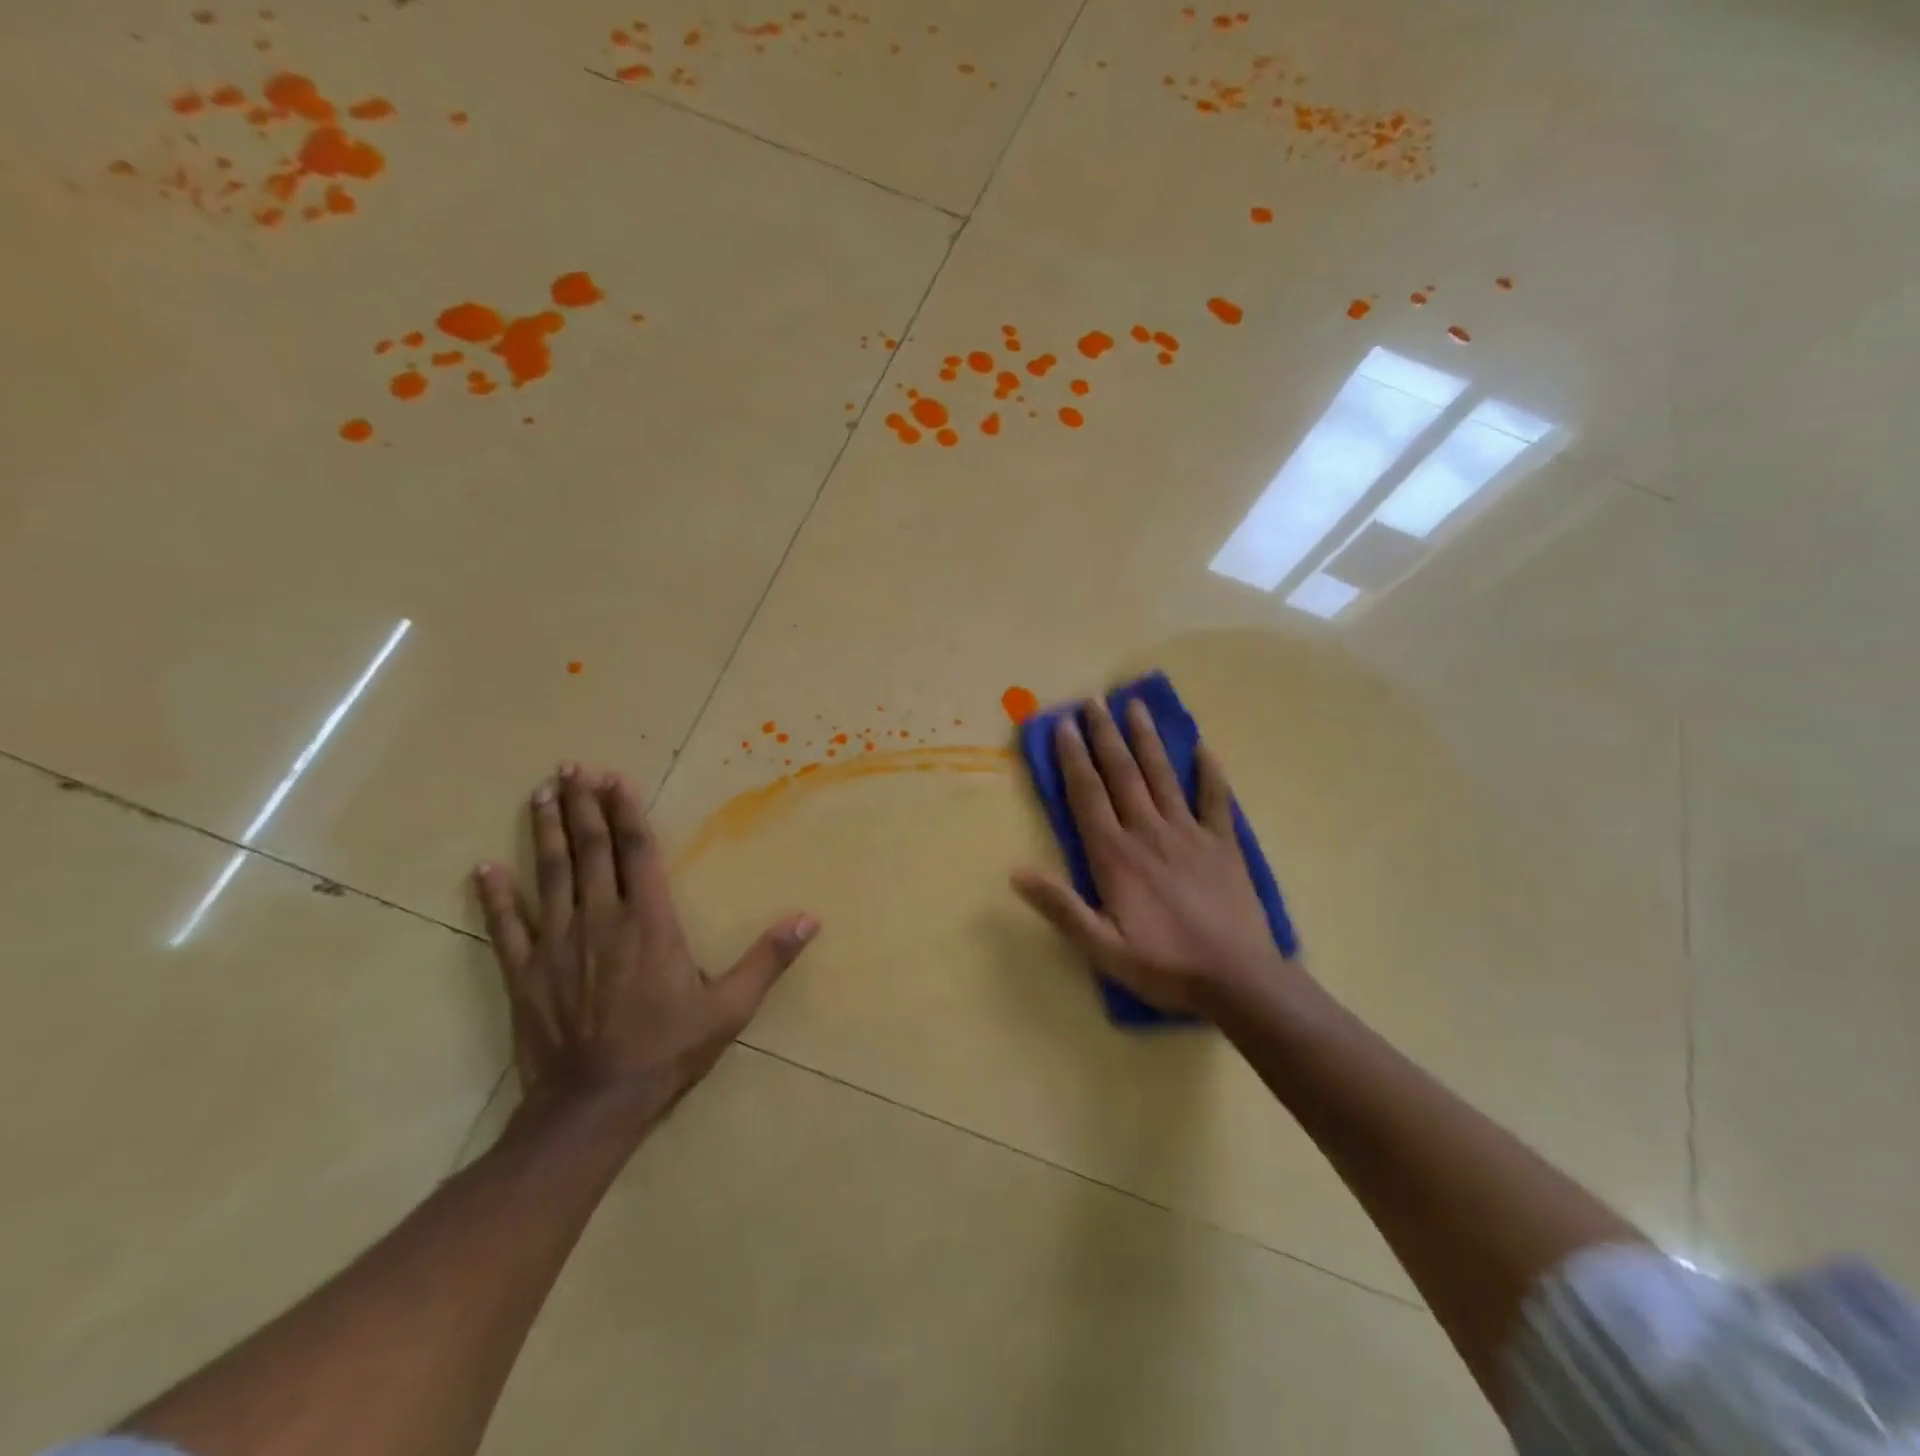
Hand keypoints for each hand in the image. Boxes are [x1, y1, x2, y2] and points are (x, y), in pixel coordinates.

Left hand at [474, 764, 817, 1133]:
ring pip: (550, 875)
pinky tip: (484, 868)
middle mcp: (601, 920)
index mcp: (650, 923)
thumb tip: (809, 919)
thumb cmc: (667, 1050)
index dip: (625, 812)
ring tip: (539, 794)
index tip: (612, 778)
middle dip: (581, 806)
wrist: (593, 1105)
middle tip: (570, 767)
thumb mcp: (730, 1008)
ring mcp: (557, 944)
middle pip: (591, 851)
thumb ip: (767, 959)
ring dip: (544, 832)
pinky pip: (506, 925)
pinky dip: (494, 896)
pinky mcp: (525, 972)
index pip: (637, 853)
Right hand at [1011, 699, 1293, 1016]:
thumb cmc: (1163, 965)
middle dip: (1105, 735)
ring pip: (1162, 776)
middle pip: (1122, 774)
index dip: (1074, 758)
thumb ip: (1060, 907)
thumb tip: (1016, 872)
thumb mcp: (1101, 946)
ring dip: (1146, 740)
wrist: (1237, 979)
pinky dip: (1209, 772)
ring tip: (1135, 706)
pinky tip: (1202, 747)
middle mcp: (1148, 832)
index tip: (1064, 724)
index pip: (1088, 795)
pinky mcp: (1223, 843)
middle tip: (1094, 701)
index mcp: (1116, 855)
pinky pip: (1215, 799)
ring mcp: (1189, 833)